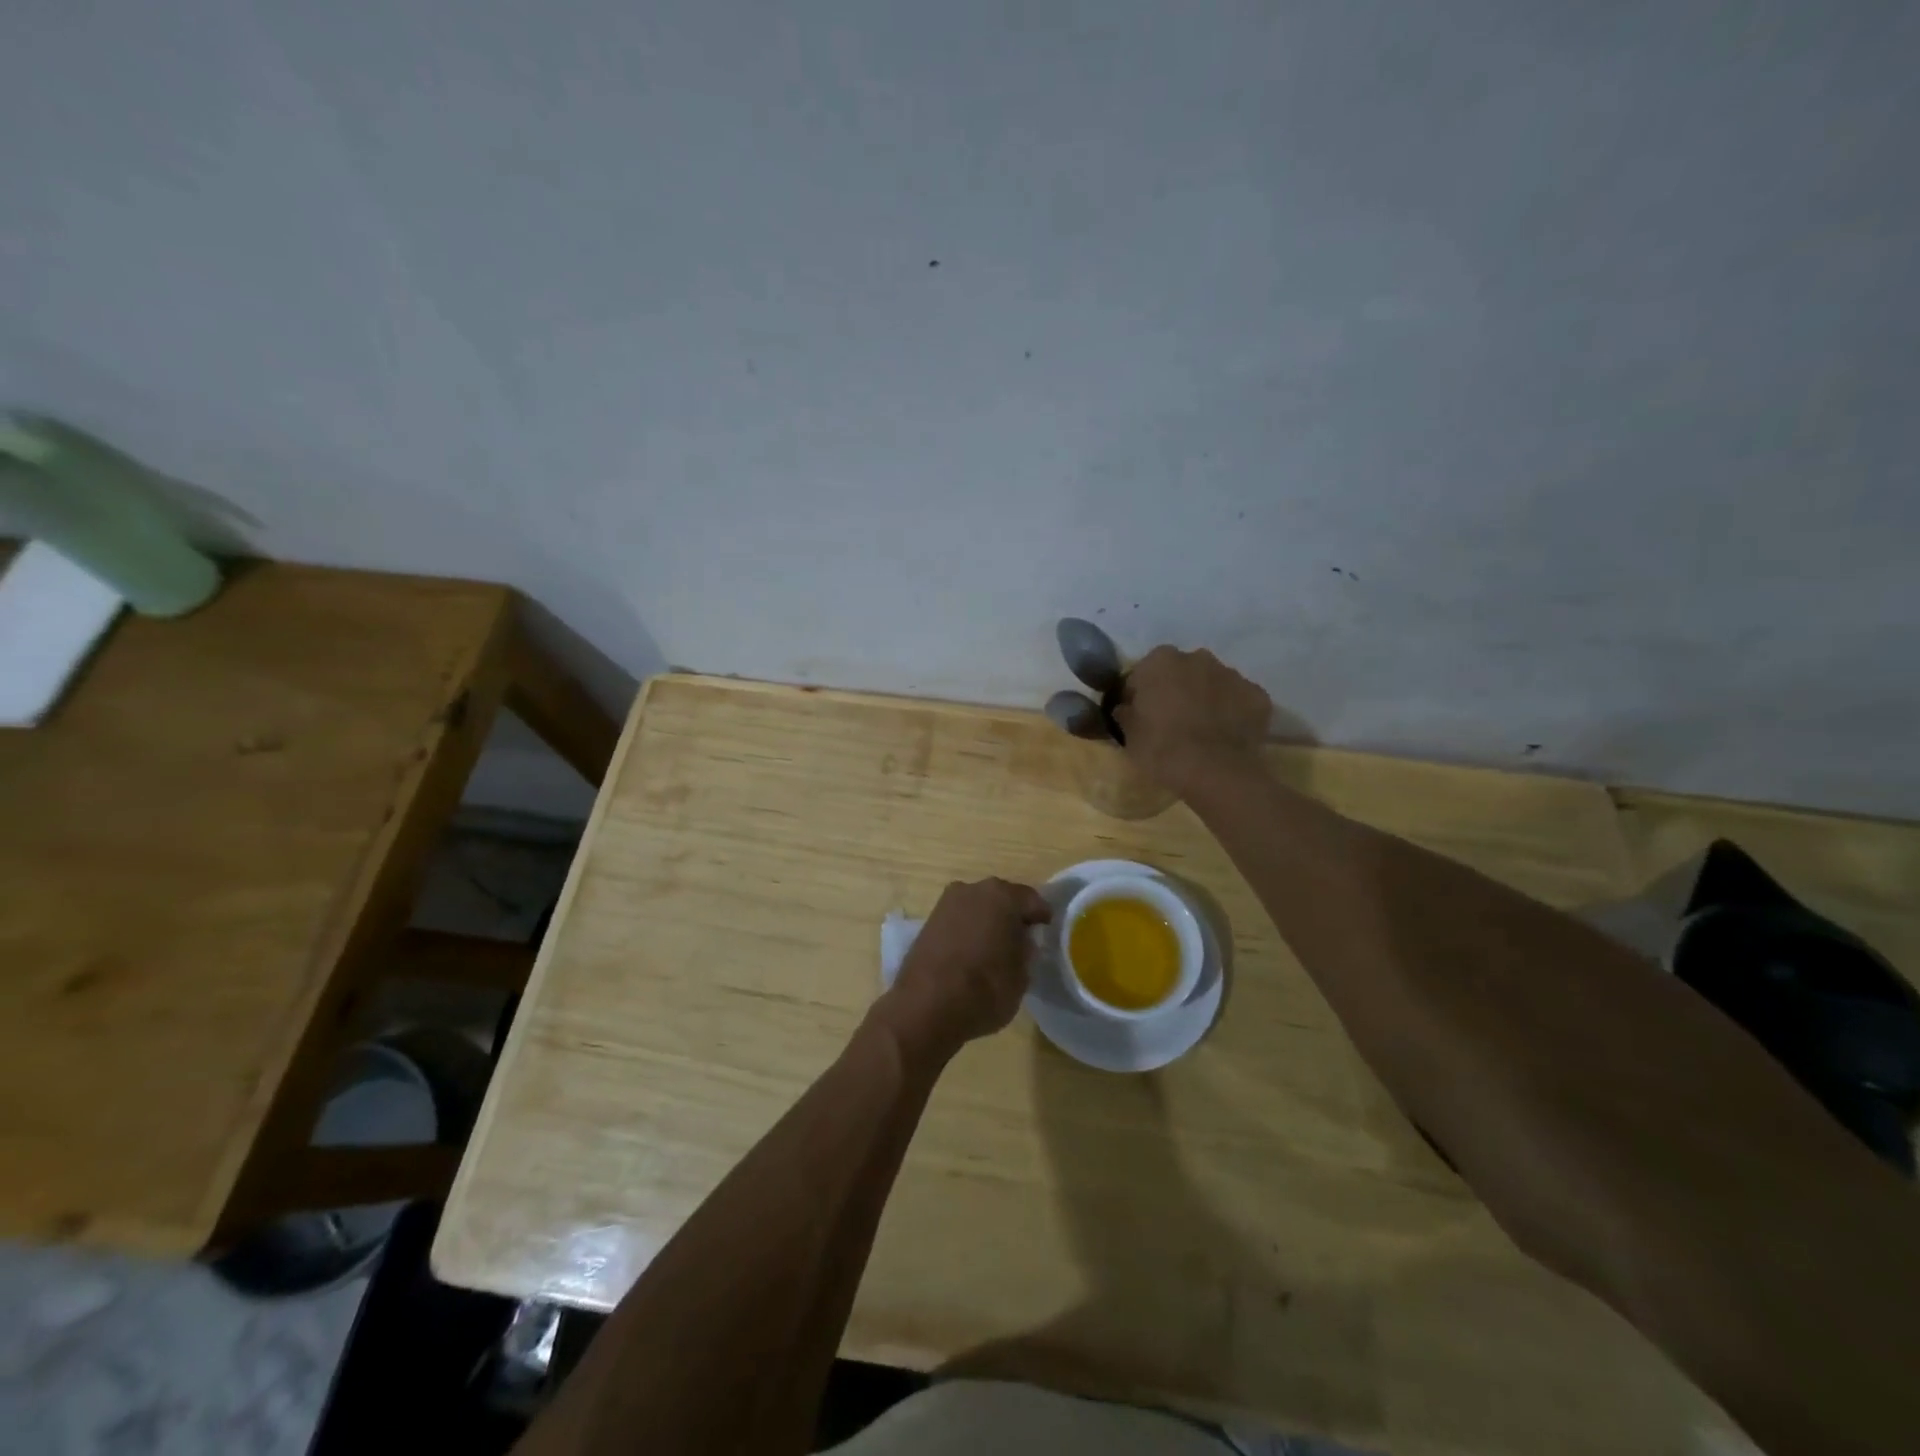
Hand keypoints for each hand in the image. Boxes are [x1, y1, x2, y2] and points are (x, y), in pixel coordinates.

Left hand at [872, 878, 1051, 1066]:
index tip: (1047, 932)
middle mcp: (973, 889)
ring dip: (988, 922)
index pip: (1032, 900)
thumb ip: (1026, 951)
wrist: (926, 1007)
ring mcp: (946, 903)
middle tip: (1023, 940)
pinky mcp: (928, 921)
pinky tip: (972, 953)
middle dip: (1013, 916)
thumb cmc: (984, 989)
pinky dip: (968, 931)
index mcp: (1002, 895)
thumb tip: (1022, 941)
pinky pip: (959, 921)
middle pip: (1002, 899)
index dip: (1042, 917)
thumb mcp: (1022, 976)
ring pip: (978, 907)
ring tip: (996, 948)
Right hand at [1114, 645, 1271, 794]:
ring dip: (1206, 698)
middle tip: (1171, 722)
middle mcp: (1197, 657)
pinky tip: (1225, 736)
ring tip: (1202, 731)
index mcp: (1161, 661)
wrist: (1214, 772)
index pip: (1143, 673)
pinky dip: (1232, 712)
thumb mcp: (1129, 734)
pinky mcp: (1258, 695)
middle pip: (1181, 672)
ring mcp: (1232, 674)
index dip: (1139, 694)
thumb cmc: (1161, 749)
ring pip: (1212, 683)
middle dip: (1176, 690)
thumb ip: (1125, 713)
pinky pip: (1239, 700)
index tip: (1139, 716)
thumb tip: (1126, 707)